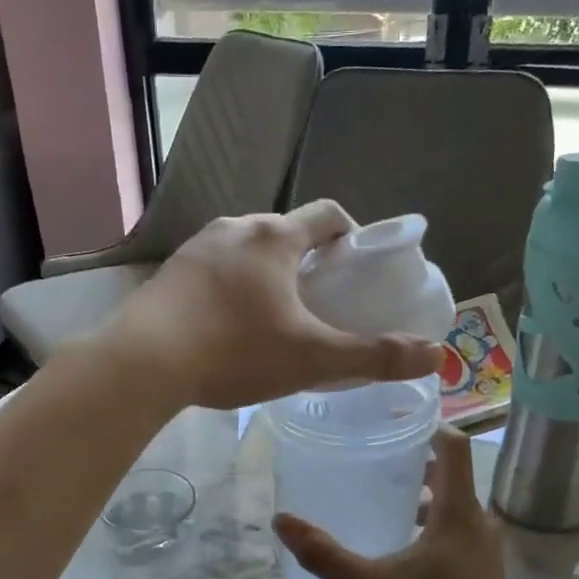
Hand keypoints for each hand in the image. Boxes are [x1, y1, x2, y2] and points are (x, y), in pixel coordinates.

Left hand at [96, 200, 442, 409]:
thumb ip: (374, 356)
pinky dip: (234, 287)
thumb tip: (436, 355)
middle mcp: (235, 227)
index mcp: (274, 236)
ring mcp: (196, 247)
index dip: (353, 236)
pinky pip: (215, 269)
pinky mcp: (169, 272)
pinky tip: (230, 327)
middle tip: (324, 301)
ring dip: (270, 273)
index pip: (328, 215)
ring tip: (277, 317)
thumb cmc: (235, 351)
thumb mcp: (313, 357)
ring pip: (248, 250)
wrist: (142, 363)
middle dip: (311, 260)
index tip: (361, 268)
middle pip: (287, 232)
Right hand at [274, 426, 517, 578]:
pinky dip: (434, 520)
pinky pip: (459, 528)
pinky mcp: (485, 571)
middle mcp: (480, 523)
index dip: (429, 424)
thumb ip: (324, 554)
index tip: (393, 416)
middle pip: (453, 472)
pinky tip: (402, 541)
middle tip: (374, 453)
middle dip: (416, 459)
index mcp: (459, 514)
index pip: (454, 446)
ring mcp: (487, 549)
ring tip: (382, 494)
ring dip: (424, 493)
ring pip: (455, 503)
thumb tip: (281, 520)